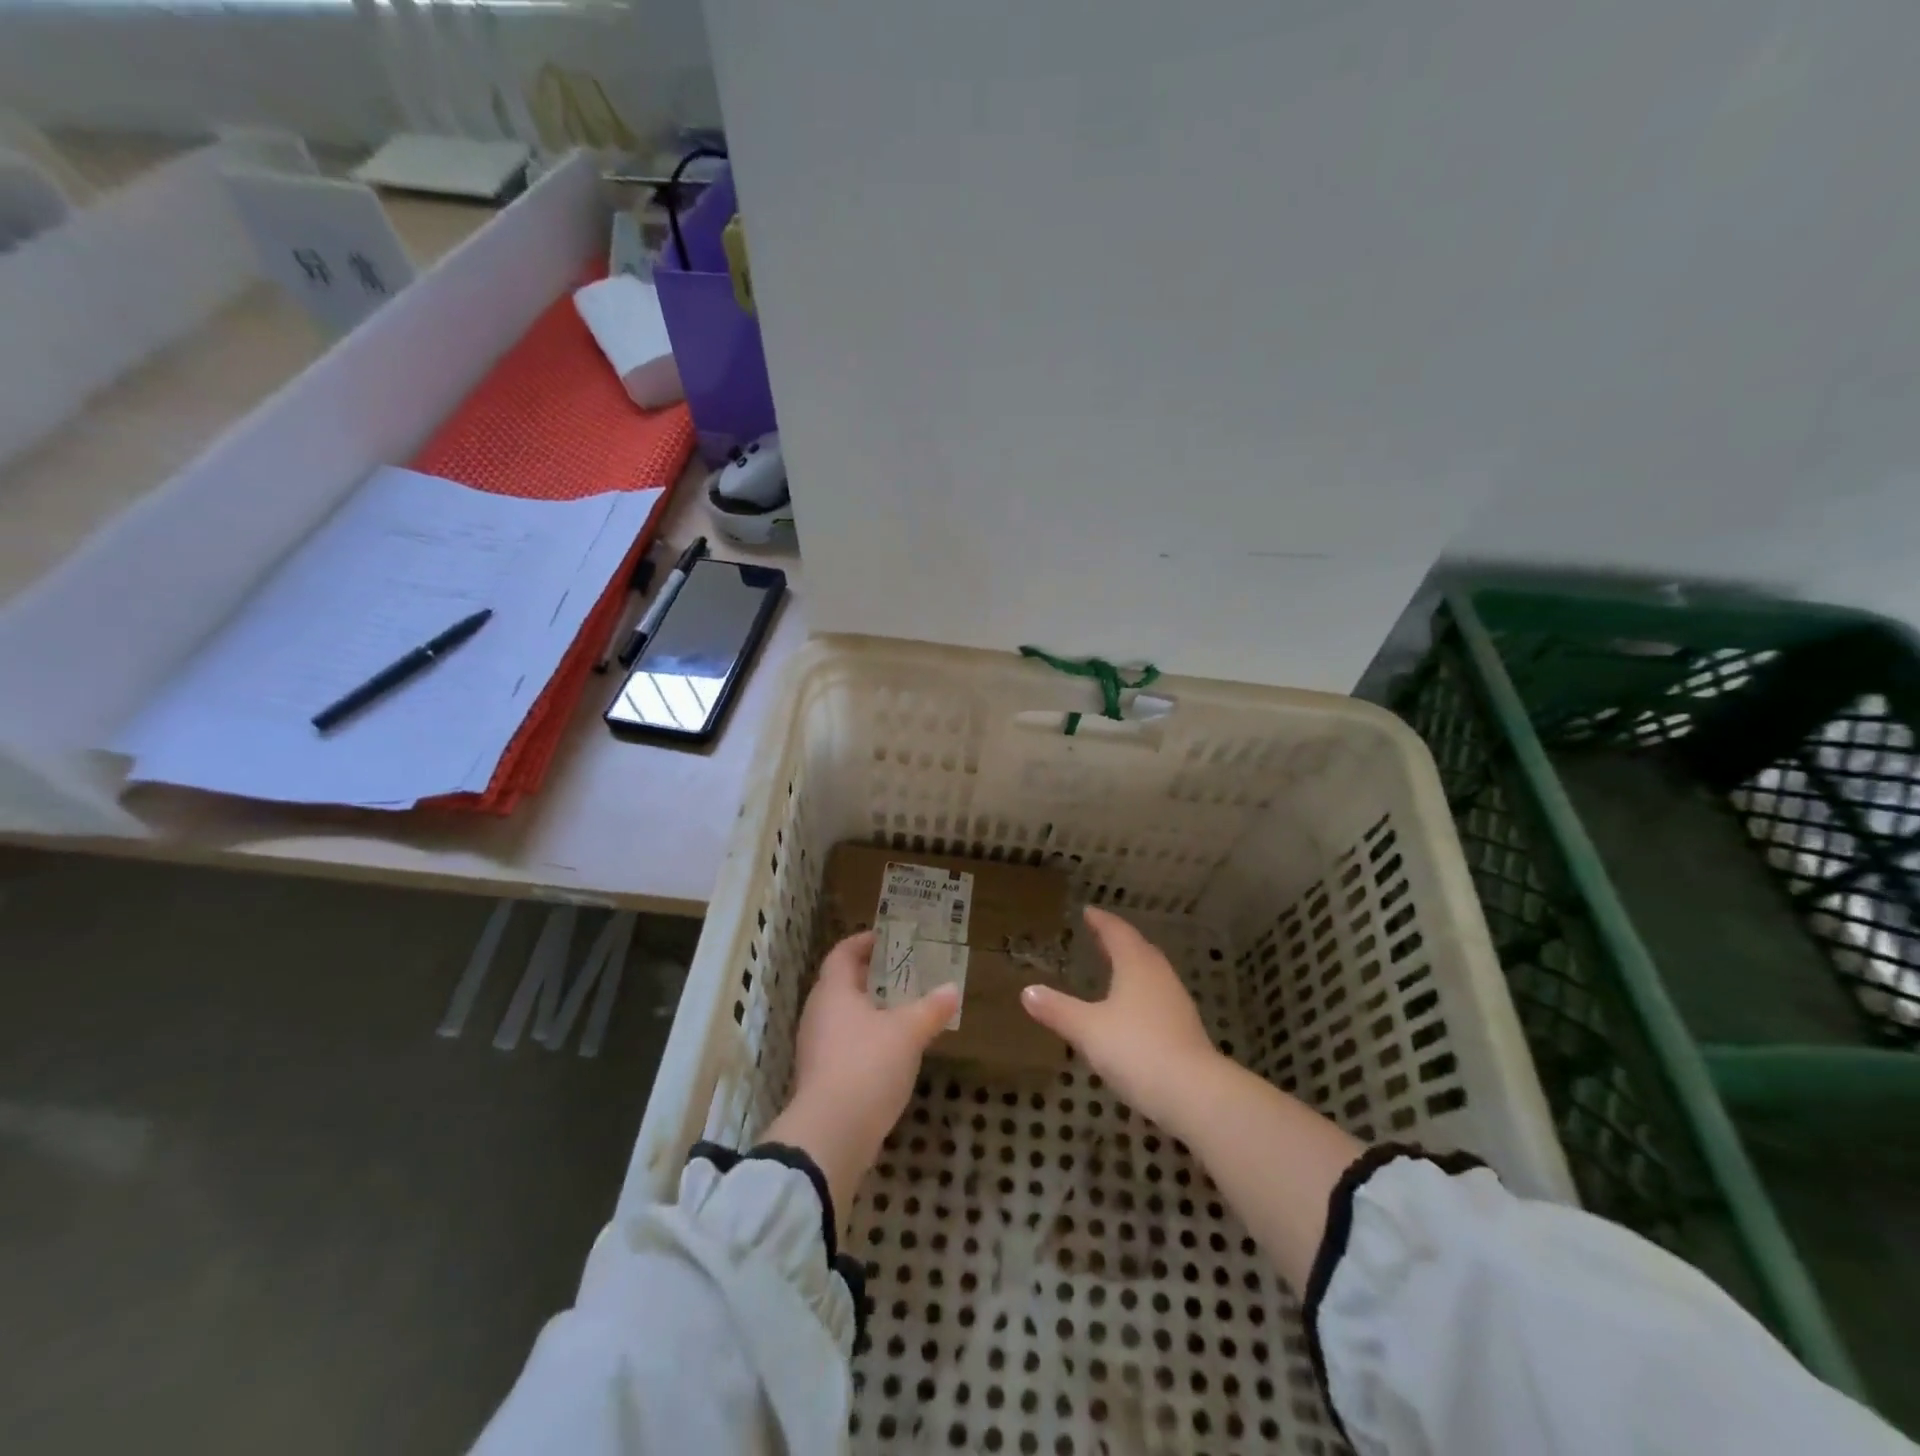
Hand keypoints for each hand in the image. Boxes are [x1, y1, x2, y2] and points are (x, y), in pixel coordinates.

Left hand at [761, 931, 959, 1221]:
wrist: (831, 1134)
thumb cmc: (868, 1065)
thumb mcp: (909, 1032)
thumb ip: (931, 1008)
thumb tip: (952, 989)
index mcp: (833, 991)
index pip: (842, 953)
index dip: (862, 942)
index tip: (887, 938)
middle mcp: (818, 1013)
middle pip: (842, 983)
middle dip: (871, 976)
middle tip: (903, 971)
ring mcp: (816, 1047)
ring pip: (843, 1015)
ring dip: (870, 1009)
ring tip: (903, 1008)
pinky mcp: (821, 1077)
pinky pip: (845, 1043)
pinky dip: (866, 1037)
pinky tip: (892, 1049)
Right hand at [1020, 907, 1222, 1128]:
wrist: (1193, 1094)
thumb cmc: (1136, 1049)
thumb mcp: (1087, 1029)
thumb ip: (1057, 1010)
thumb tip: (1027, 991)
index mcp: (1136, 965)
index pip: (1117, 932)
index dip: (1101, 921)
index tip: (1087, 911)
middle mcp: (1159, 976)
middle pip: (1138, 949)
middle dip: (1117, 940)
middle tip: (1098, 935)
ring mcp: (1176, 1003)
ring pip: (1151, 973)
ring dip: (1132, 966)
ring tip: (1113, 968)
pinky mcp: (1184, 1029)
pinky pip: (1157, 997)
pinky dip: (1140, 993)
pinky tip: (1131, 1011)